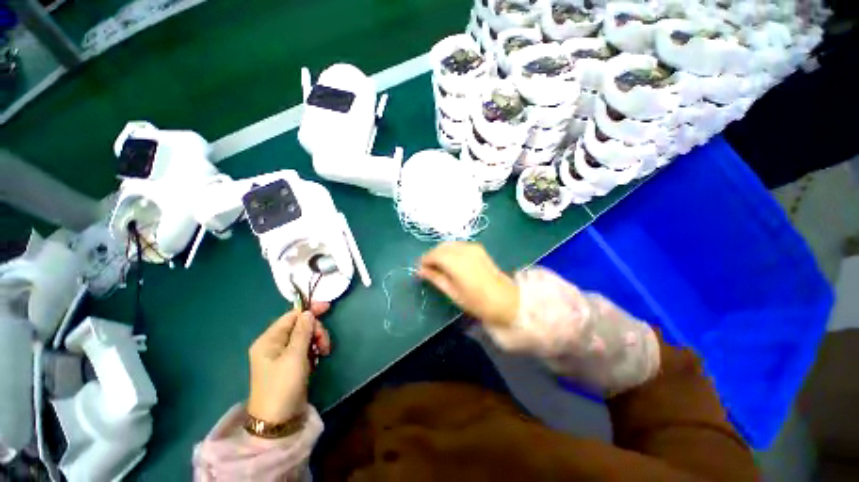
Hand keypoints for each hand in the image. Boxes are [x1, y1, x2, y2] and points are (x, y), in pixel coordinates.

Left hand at [247, 303, 330, 425]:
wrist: (278, 420)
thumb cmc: (283, 385)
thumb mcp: (295, 356)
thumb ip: (303, 331)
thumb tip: (308, 312)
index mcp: (269, 340)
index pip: (291, 316)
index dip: (309, 310)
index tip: (328, 307)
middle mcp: (274, 344)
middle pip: (300, 326)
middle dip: (315, 330)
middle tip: (324, 344)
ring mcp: (282, 355)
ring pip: (305, 336)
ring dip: (317, 341)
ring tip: (323, 353)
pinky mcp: (290, 364)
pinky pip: (305, 348)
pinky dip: (313, 350)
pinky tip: (317, 359)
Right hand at [418, 242, 518, 326]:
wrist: (506, 300)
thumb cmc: (477, 301)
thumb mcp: (453, 293)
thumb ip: (436, 278)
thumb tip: (420, 271)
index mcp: (456, 262)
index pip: (434, 254)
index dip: (424, 261)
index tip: (420, 270)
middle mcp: (464, 250)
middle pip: (441, 247)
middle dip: (432, 256)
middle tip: (428, 269)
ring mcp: (472, 247)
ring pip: (449, 244)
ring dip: (441, 252)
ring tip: (439, 266)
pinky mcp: (478, 248)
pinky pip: (458, 245)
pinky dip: (451, 251)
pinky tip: (451, 262)